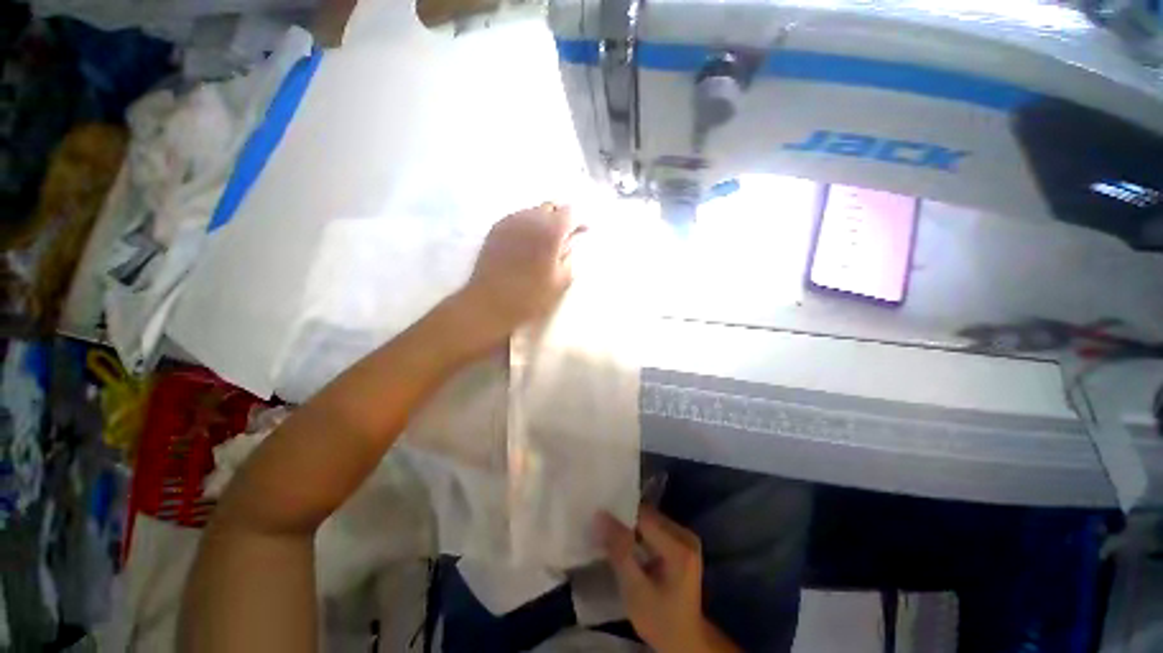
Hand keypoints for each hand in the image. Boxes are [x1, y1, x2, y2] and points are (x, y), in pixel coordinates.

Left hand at [456, 203, 580, 349]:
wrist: (489, 303)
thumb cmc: (530, 297)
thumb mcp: (561, 281)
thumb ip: (570, 256)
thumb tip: (572, 242)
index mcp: (550, 231)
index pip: (571, 212)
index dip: (580, 220)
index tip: (584, 231)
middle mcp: (530, 219)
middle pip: (552, 206)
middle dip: (562, 217)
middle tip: (566, 234)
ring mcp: (510, 221)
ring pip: (533, 210)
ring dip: (544, 220)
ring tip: (546, 239)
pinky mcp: (496, 228)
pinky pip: (518, 218)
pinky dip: (528, 225)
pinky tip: (528, 242)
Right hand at [599, 506, 739, 652]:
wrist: (684, 641)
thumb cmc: (659, 620)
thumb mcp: (635, 590)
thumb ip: (619, 551)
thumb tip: (600, 516)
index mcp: (680, 547)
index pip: (644, 517)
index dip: (620, 515)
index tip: (599, 518)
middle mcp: (686, 536)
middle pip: (648, 515)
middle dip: (625, 519)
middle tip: (602, 526)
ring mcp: (686, 538)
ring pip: (650, 519)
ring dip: (631, 525)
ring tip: (610, 533)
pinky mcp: (682, 543)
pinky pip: (655, 527)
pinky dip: (638, 532)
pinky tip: (626, 542)